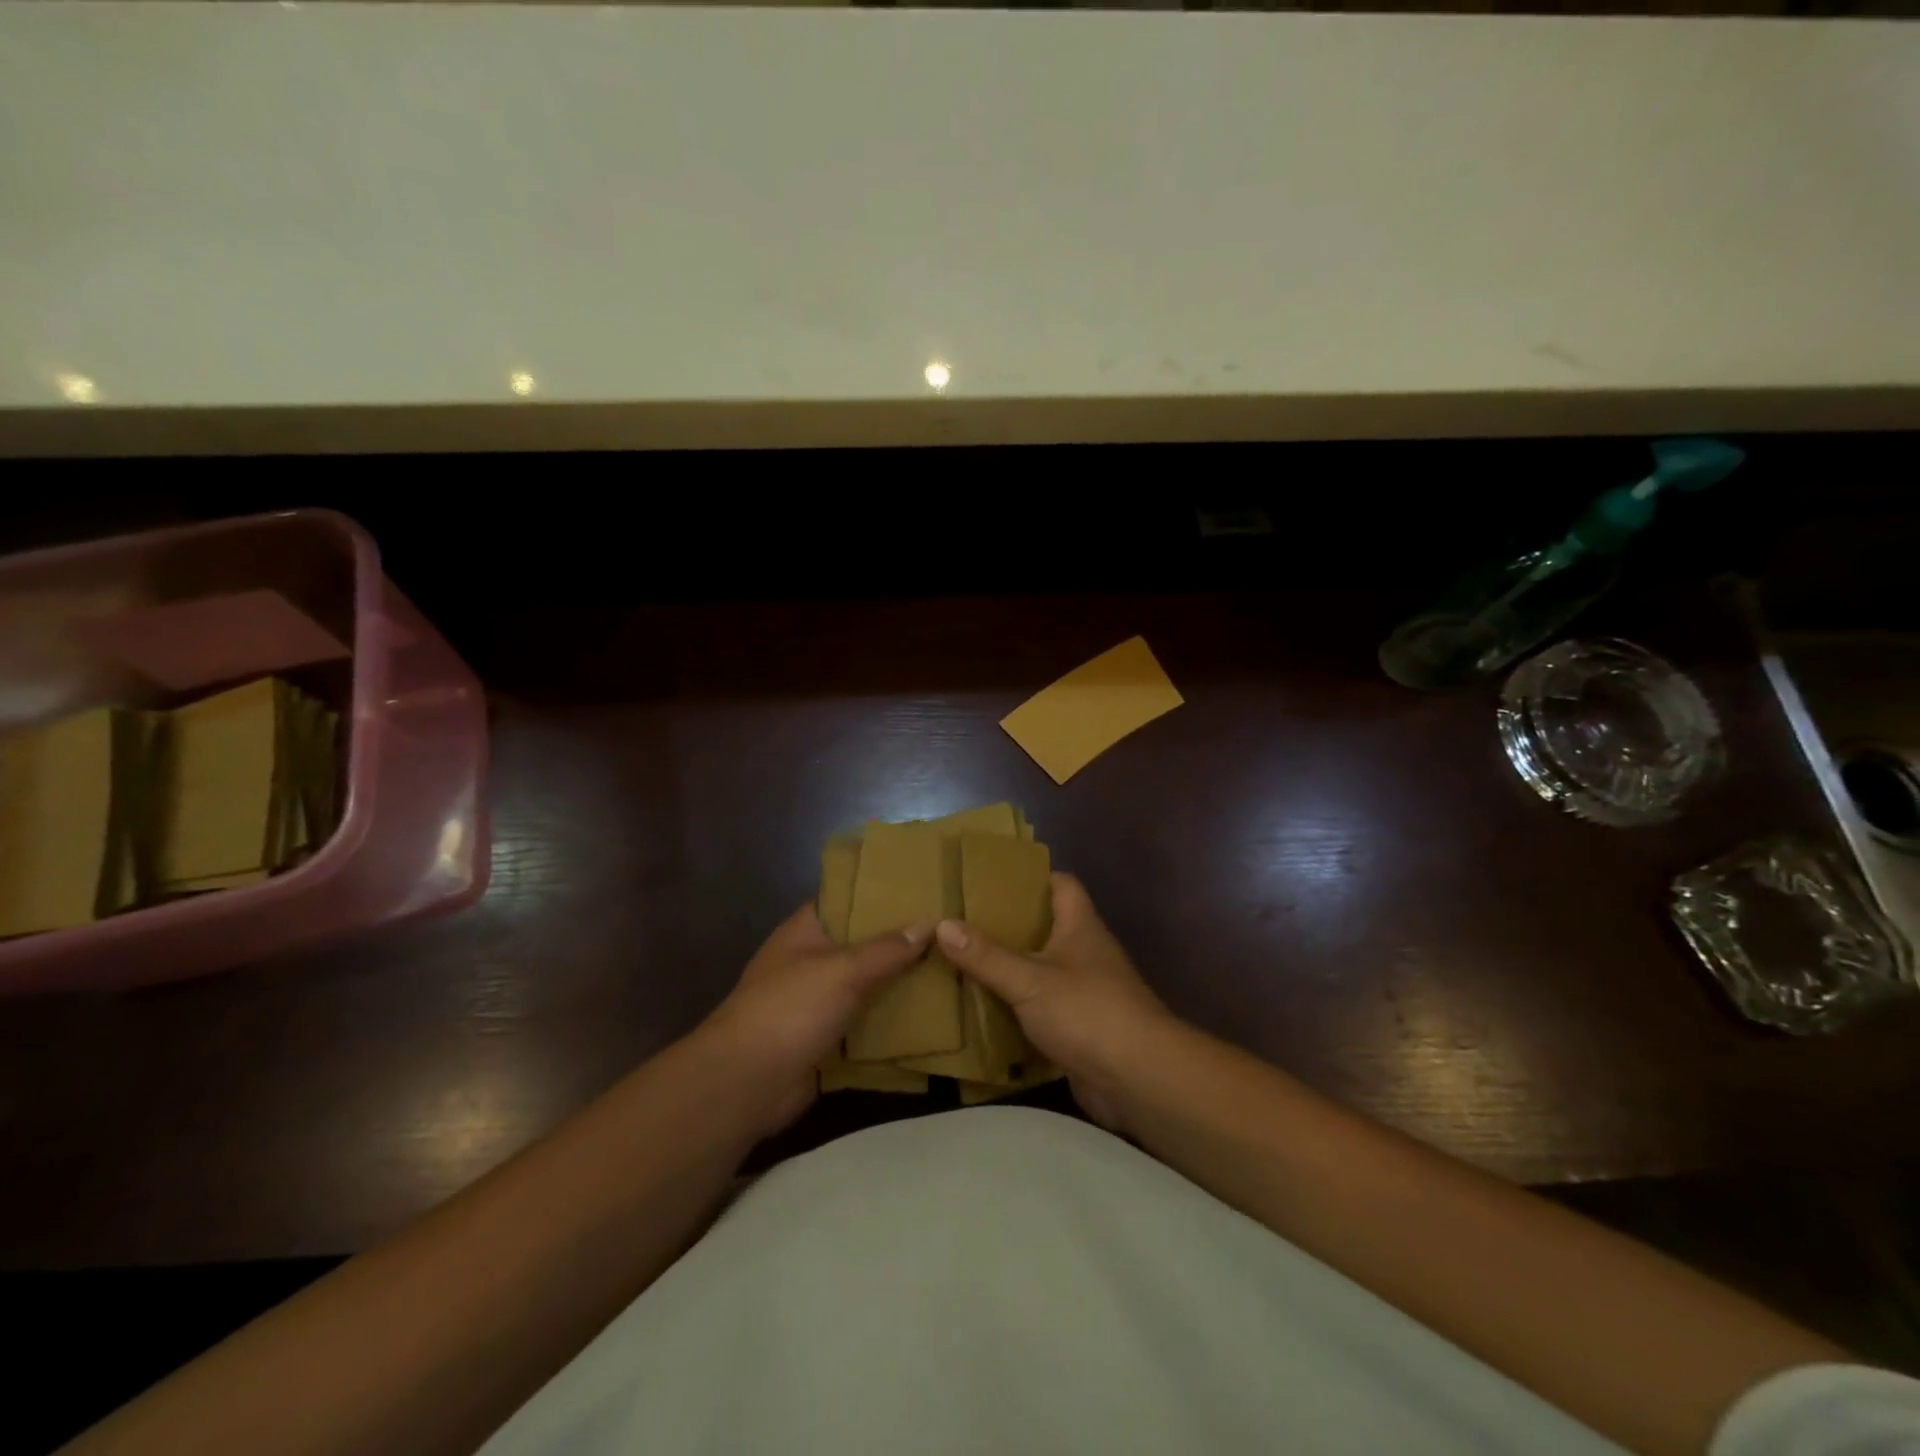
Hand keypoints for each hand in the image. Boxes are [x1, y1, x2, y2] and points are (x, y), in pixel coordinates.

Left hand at [701, 904, 931, 1134]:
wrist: (747, 1083)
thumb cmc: (790, 1009)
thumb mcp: (844, 969)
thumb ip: (888, 948)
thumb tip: (931, 922)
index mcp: (805, 930)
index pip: (847, 899)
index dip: (881, 893)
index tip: (923, 890)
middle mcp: (810, 960)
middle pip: (862, 943)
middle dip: (899, 941)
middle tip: (949, 931)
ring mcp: (816, 1001)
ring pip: (867, 984)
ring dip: (899, 983)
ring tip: (949, 969)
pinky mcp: (825, 1038)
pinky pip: (865, 1022)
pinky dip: (890, 1021)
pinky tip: (930, 1016)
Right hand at [935, 874, 1174, 1130]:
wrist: (1138, 1078)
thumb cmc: (1088, 1012)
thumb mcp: (1030, 980)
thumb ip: (987, 955)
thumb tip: (942, 923)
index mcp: (1080, 925)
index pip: (1061, 883)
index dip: (1030, 876)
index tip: (990, 878)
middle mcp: (1084, 951)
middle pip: (1045, 926)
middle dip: (1007, 924)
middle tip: (963, 921)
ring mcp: (1084, 990)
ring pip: (1040, 969)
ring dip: (1009, 967)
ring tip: (962, 960)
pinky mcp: (1079, 1027)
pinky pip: (1041, 1007)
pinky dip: (1016, 1006)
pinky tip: (982, 1007)